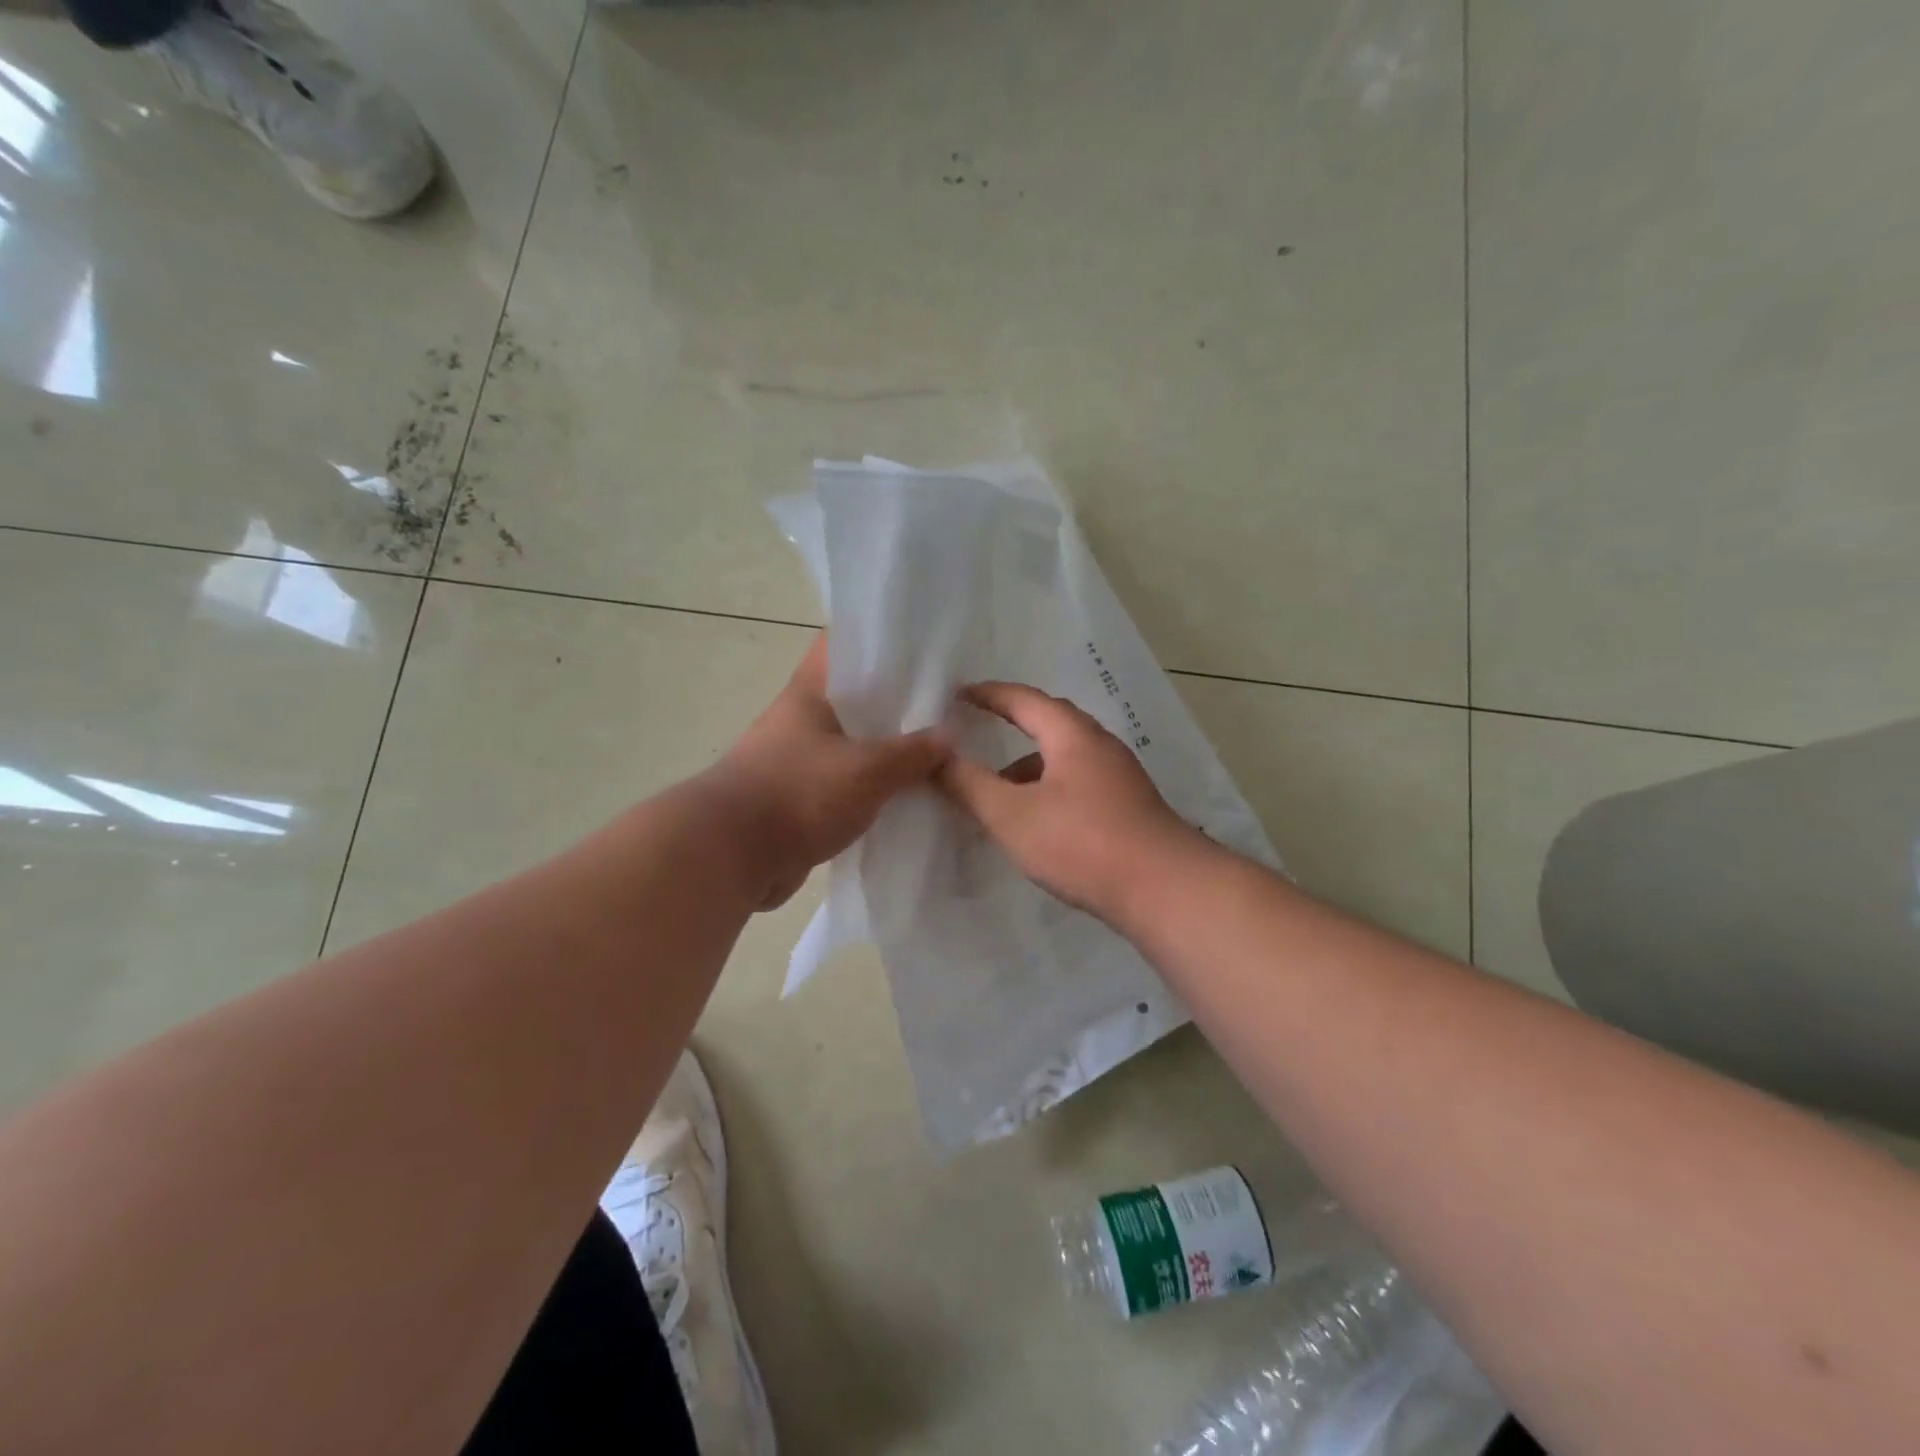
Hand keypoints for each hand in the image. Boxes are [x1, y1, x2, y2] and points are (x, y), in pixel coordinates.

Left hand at [710, 635, 949, 909]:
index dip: (881, 641)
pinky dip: (873, 789)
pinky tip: (908, 796)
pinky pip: (846, 785)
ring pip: (854, 745)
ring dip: (888, 751)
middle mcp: (801, 720)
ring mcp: (798, 761)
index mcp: (809, 693)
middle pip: (856, 699)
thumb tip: (950, 736)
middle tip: (947, 707)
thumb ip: (913, 753)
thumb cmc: (798, 793)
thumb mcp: (868, 769)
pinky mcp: (800, 800)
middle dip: (898, 704)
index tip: (923, 650)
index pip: (843, 646)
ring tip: (937, 752)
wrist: (731, 857)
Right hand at [936, 681, 1198, 918]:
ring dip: (1028, 768)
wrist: (1165, 890)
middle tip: (976, 735)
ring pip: (1064, 759)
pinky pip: (1077, 784)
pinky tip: (1036, 823)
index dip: (989, 695)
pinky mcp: (1128, 808)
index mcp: (1072, 735)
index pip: (1024, 700)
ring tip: (997, 792)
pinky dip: (1048, 791)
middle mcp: (1100, 747)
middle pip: (1049, 725)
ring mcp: (1119, 778)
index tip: (958, 695)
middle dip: (1010, 728)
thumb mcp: (1012, 815)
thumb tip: (935, 757)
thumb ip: (969, 785)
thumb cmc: (1082, 842)